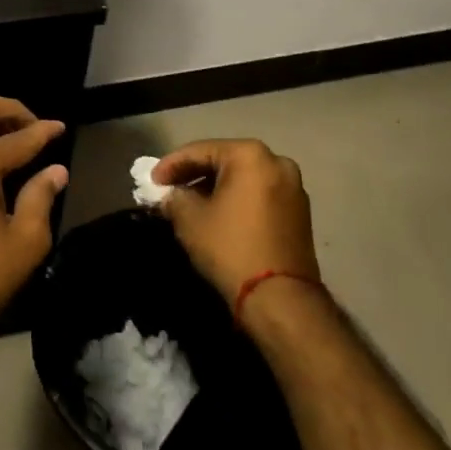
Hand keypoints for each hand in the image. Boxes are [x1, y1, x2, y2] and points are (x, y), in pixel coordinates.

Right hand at [153, 140, 319, 308]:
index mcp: (250, 155)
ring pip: (243, 178)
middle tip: (168, 190)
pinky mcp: (299, 212)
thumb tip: (169, 195)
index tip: (151, 180)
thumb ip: (174, 198)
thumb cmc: (231, 248)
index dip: (171, 165)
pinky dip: (236, 200)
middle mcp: (277, 162)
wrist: (280, 299)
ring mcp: (293, 187)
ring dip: (215, 188)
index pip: (200, 151)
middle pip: (224, 161)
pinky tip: (217, 214)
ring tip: (189, 204)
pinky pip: (258, 195)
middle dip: (194, 175)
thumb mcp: (190, 220)